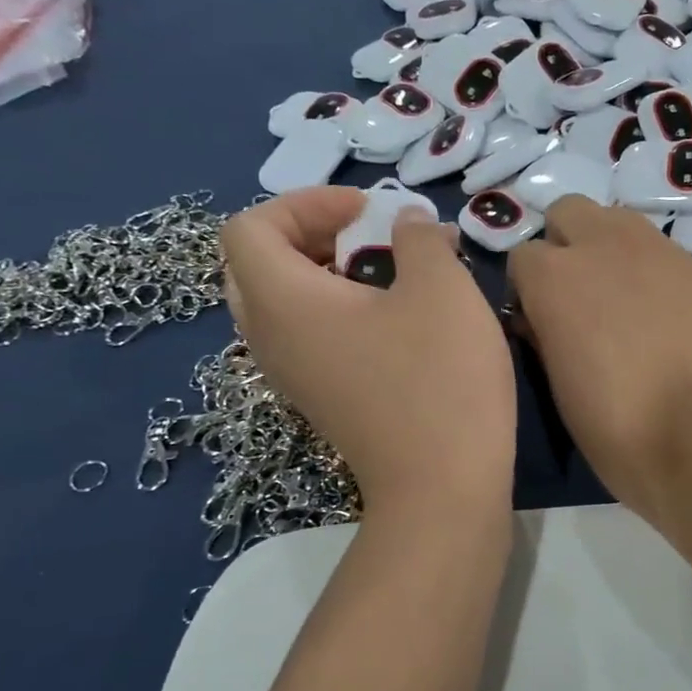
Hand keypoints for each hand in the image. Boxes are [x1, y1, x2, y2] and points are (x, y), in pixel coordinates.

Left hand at [221, 189, 515, 518]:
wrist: (443, 488)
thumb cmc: (439, 379)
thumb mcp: (442, 289)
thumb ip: (419, 238)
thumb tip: (408, 224)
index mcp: (283, 302)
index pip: (249, 227)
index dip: (304, 203)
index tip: (368, 211)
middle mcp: (269, 338)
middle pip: (257, 263)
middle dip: (311, 234)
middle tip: (367, 234)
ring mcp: (292, 375)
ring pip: (283, 302)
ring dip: (327, 271)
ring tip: (387, 272)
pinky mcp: (321, 398)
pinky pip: (306, 335)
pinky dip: (337, 309)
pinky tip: (394, 317)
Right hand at [506, 197, 691, 526]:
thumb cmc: (621, 433)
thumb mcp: (558, 389)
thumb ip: (545, 335)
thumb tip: (544, 317)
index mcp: (556, 278)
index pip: (521, 257)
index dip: (527, 292)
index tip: (540, 327)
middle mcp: (604, 245)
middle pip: (568, 212)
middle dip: (563, 246)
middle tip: (576, 300)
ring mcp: (659, 251)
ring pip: (617, 220)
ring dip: (606, 247)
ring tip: (620, 302)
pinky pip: (659, 250)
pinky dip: (648, 269)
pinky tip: (663, 315)